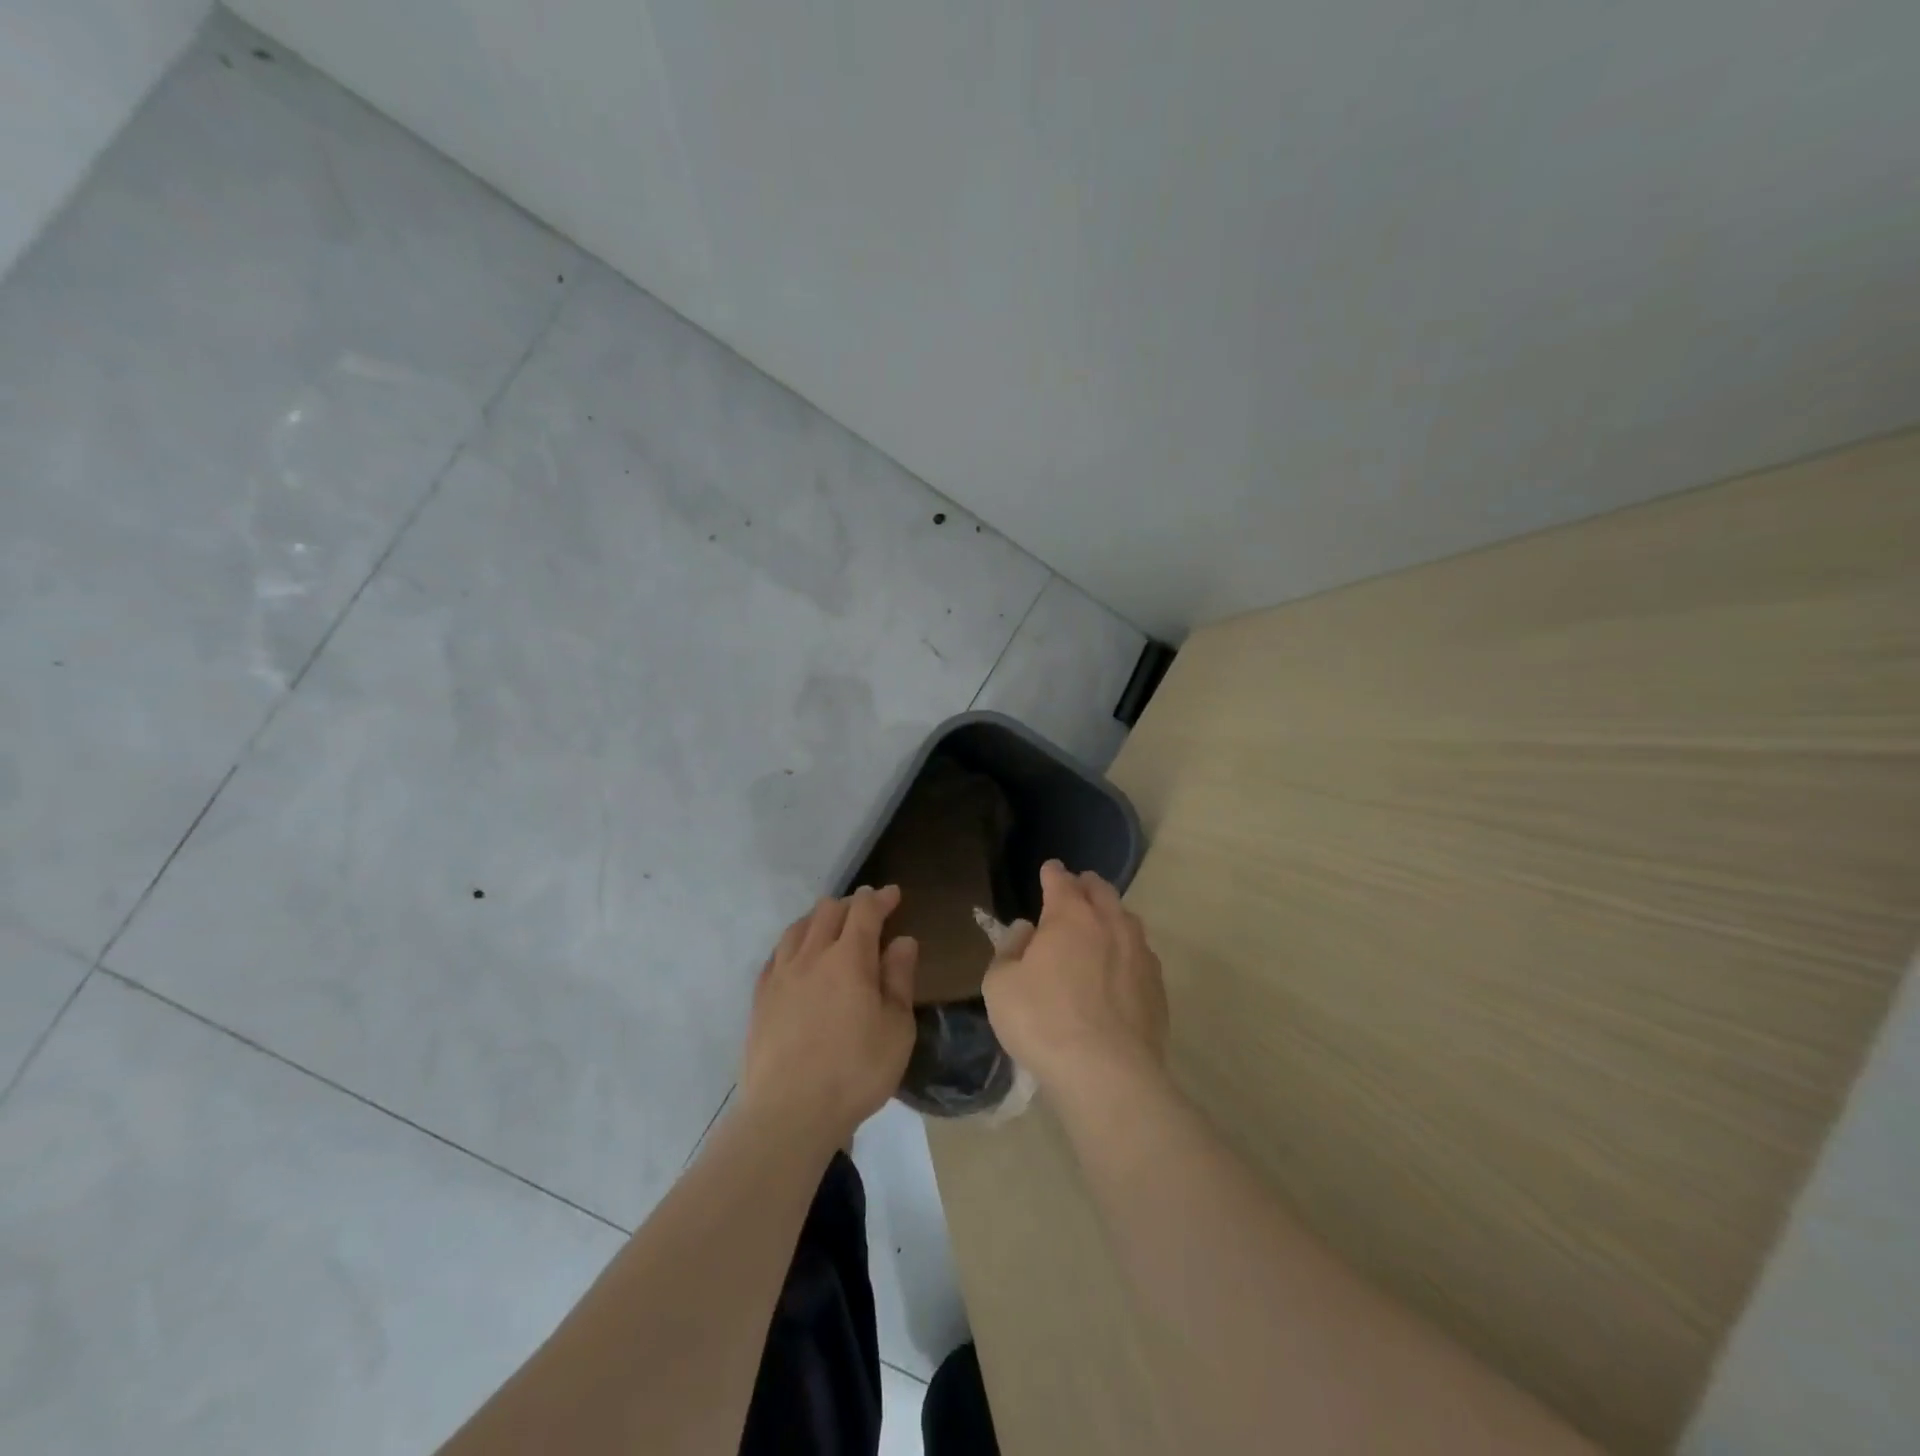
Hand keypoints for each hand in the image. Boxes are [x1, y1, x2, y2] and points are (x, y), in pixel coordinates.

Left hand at [739, 885, 918, 1147]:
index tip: (893, 894)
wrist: (788, 1113)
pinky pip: (777, 954)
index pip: (864, 911)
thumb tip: (903, 940)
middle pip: (828, 911)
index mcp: (849, 958)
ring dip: (819, 918)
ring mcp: (780, 975)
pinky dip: (794, 943)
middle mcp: (811, 955)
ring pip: (798, 927)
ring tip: (831, 926)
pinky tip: (798, 956)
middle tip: (867, 912)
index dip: (880, 898)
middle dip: (851, 904)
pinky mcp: (760, 998)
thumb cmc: (855, 1071)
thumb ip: (899, 979)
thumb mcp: (896, 1028)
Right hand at [983, 861, 1168, 1102]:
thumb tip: (1026, 930)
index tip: (1050, 869)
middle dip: (1086, 885)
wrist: (1107, 1073)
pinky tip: (1120, 967)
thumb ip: (1009, 950)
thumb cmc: (1042, 1022)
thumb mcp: (1000, 985)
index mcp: (1070, 916)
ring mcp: (1140, 954)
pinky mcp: (1157, 987)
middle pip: (1101, 892)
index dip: (1052, 873)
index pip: (1061, 881)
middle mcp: (1110, 924)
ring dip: (1111, 915)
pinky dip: (1127, 950)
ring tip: (1101, 923)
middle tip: (1076, 888)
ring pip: (1127, 920)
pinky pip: (1141, 954)